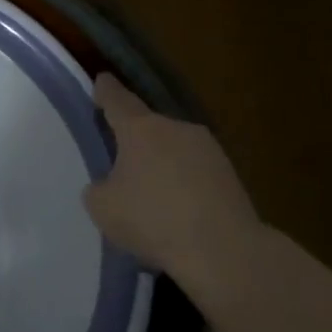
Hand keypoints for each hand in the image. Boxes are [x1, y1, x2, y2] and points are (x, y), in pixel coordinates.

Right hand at [83, 73, 260, 277]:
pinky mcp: (231, 176)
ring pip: (174, 149)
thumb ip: (100, 187)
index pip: (117, 100)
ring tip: (149, 193)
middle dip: (134, 140)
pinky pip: (194, 172)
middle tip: (120, 161)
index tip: (101, 80)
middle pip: (148, 127)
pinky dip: (182, 184)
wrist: (223, 250)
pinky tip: (175, 210)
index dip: (105, 91)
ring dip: (161, 163)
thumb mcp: (102, 206)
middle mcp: (177, 129)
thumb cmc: (151, 219)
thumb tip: (113, 184)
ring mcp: (209, 150)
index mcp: (140, 129)